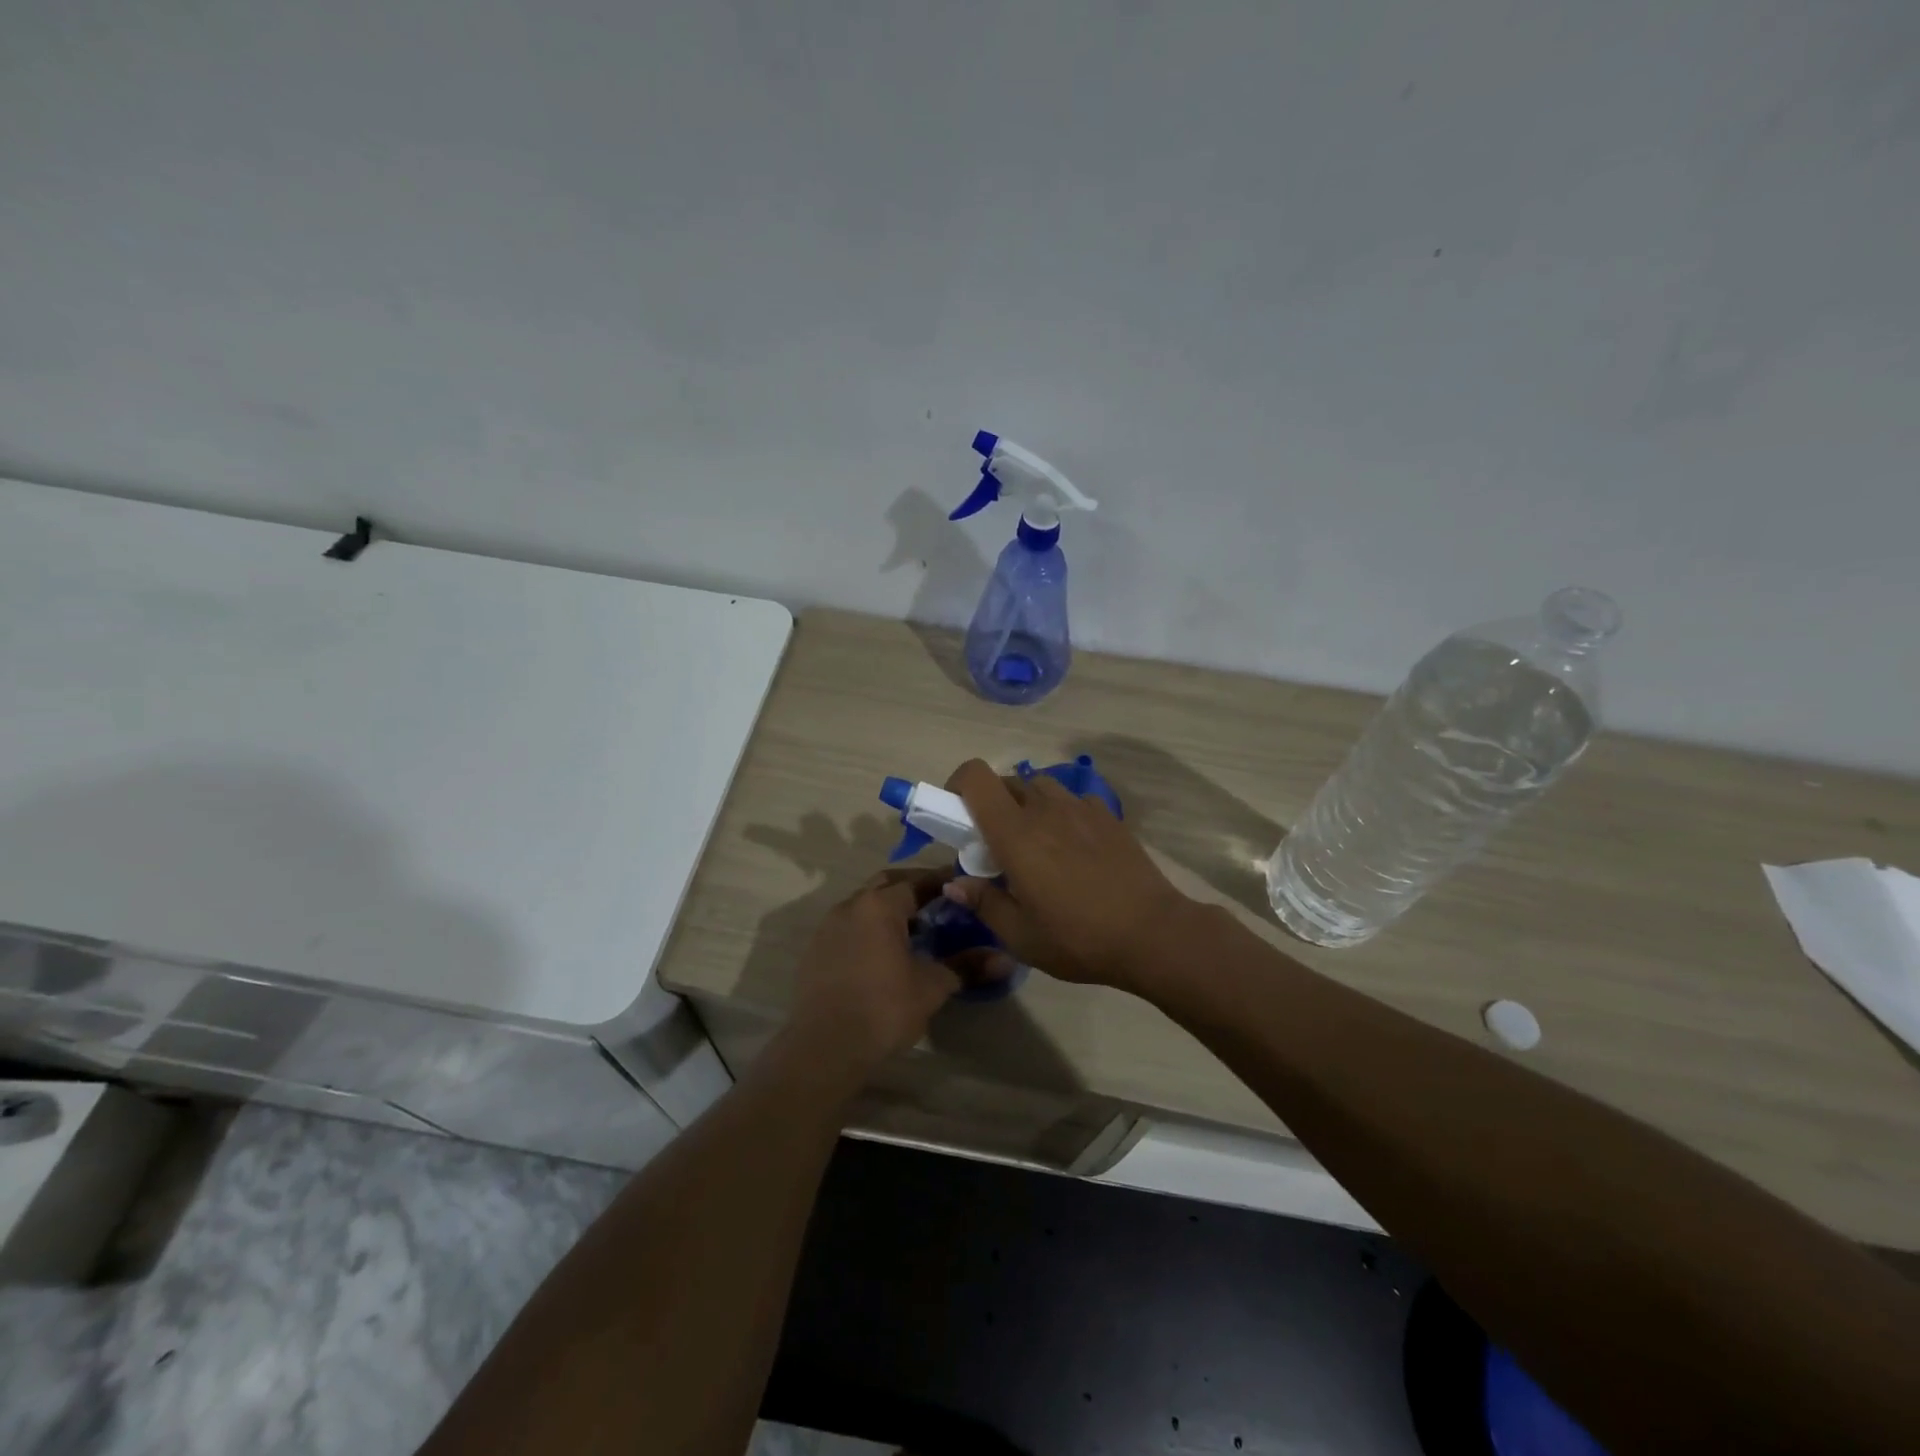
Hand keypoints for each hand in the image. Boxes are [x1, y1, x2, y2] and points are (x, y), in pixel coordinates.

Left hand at [787, 869, 960, 1073]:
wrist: (824, 1047)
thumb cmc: (884, 1009)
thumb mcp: (932, 987)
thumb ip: (966, 966)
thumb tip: (1007, 960)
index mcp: (880, 905)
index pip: (917, 881)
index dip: (942, 882)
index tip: (963, 887)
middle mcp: (851, 905)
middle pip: (887, 884)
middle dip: (913, 888)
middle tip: (939, 903)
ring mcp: (828, 926)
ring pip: (864, 904)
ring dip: (889, 908)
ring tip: (914, 929)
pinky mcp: (815, 949)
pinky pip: (848, 926)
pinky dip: (869, 928)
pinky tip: (882, 952)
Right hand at [942, 759, 1193, 988]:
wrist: (1152, 933)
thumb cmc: (1078, 937)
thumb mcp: (1020, 935)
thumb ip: (983, 902)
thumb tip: (954, 883)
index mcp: (1015, 833)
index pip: (976, 777)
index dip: (958, 785)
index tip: (956, 815)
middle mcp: (1045, 808)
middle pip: (1006, 781)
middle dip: (991, 804)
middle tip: (995, 844)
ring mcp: (1080, 807)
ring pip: (1040, 787)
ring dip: (1027, 806)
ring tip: (1036, 844)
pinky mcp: (1107, 815)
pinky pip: (1072, 801)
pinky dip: (1061, 814)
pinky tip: (1073, 849)